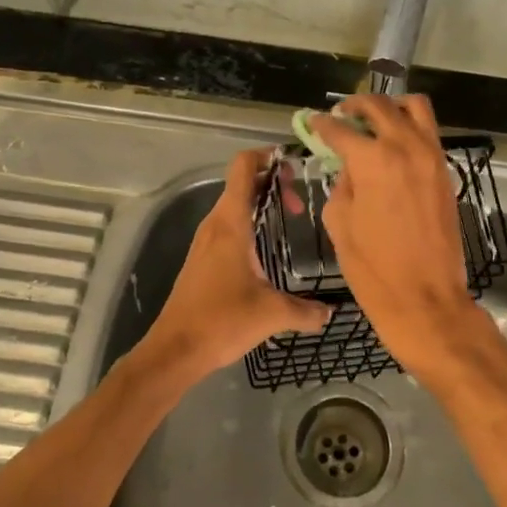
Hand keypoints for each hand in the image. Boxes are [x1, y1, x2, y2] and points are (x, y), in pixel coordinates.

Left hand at [137, 149, 329, 385]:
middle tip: (300, 202)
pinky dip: (249, 221)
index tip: (293, 164)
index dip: (266, 156)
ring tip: (290, 217)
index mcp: (231, 224)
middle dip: (272, 183)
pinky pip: (228, 225)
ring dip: (260, 203)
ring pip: (234, 204)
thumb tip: (331, 312)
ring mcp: (205, 241)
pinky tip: (267, 246)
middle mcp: (215, 224)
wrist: (175, 350)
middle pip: (241, 183)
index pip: (243, 168)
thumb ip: (306, 311)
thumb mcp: (271, 314)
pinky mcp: (202, 258)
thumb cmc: (222, 321)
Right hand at [310, 95, 484, 378]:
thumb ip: (342, 185)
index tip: (313, 122)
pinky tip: (393, 144)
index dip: (322, 124)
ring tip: (373, 119)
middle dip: (356, 105)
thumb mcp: (340, 224)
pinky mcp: (445, 171)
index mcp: (372, 160)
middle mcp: (405, 147)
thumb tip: (349, 167)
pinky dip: (410, 127)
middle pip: (380, 105)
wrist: (426, 299)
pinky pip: (429, 132)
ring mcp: (431, 157)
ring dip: (391, 105)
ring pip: (415, 107)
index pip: (341, 128)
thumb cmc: (373, 269)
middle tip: (341, 114)